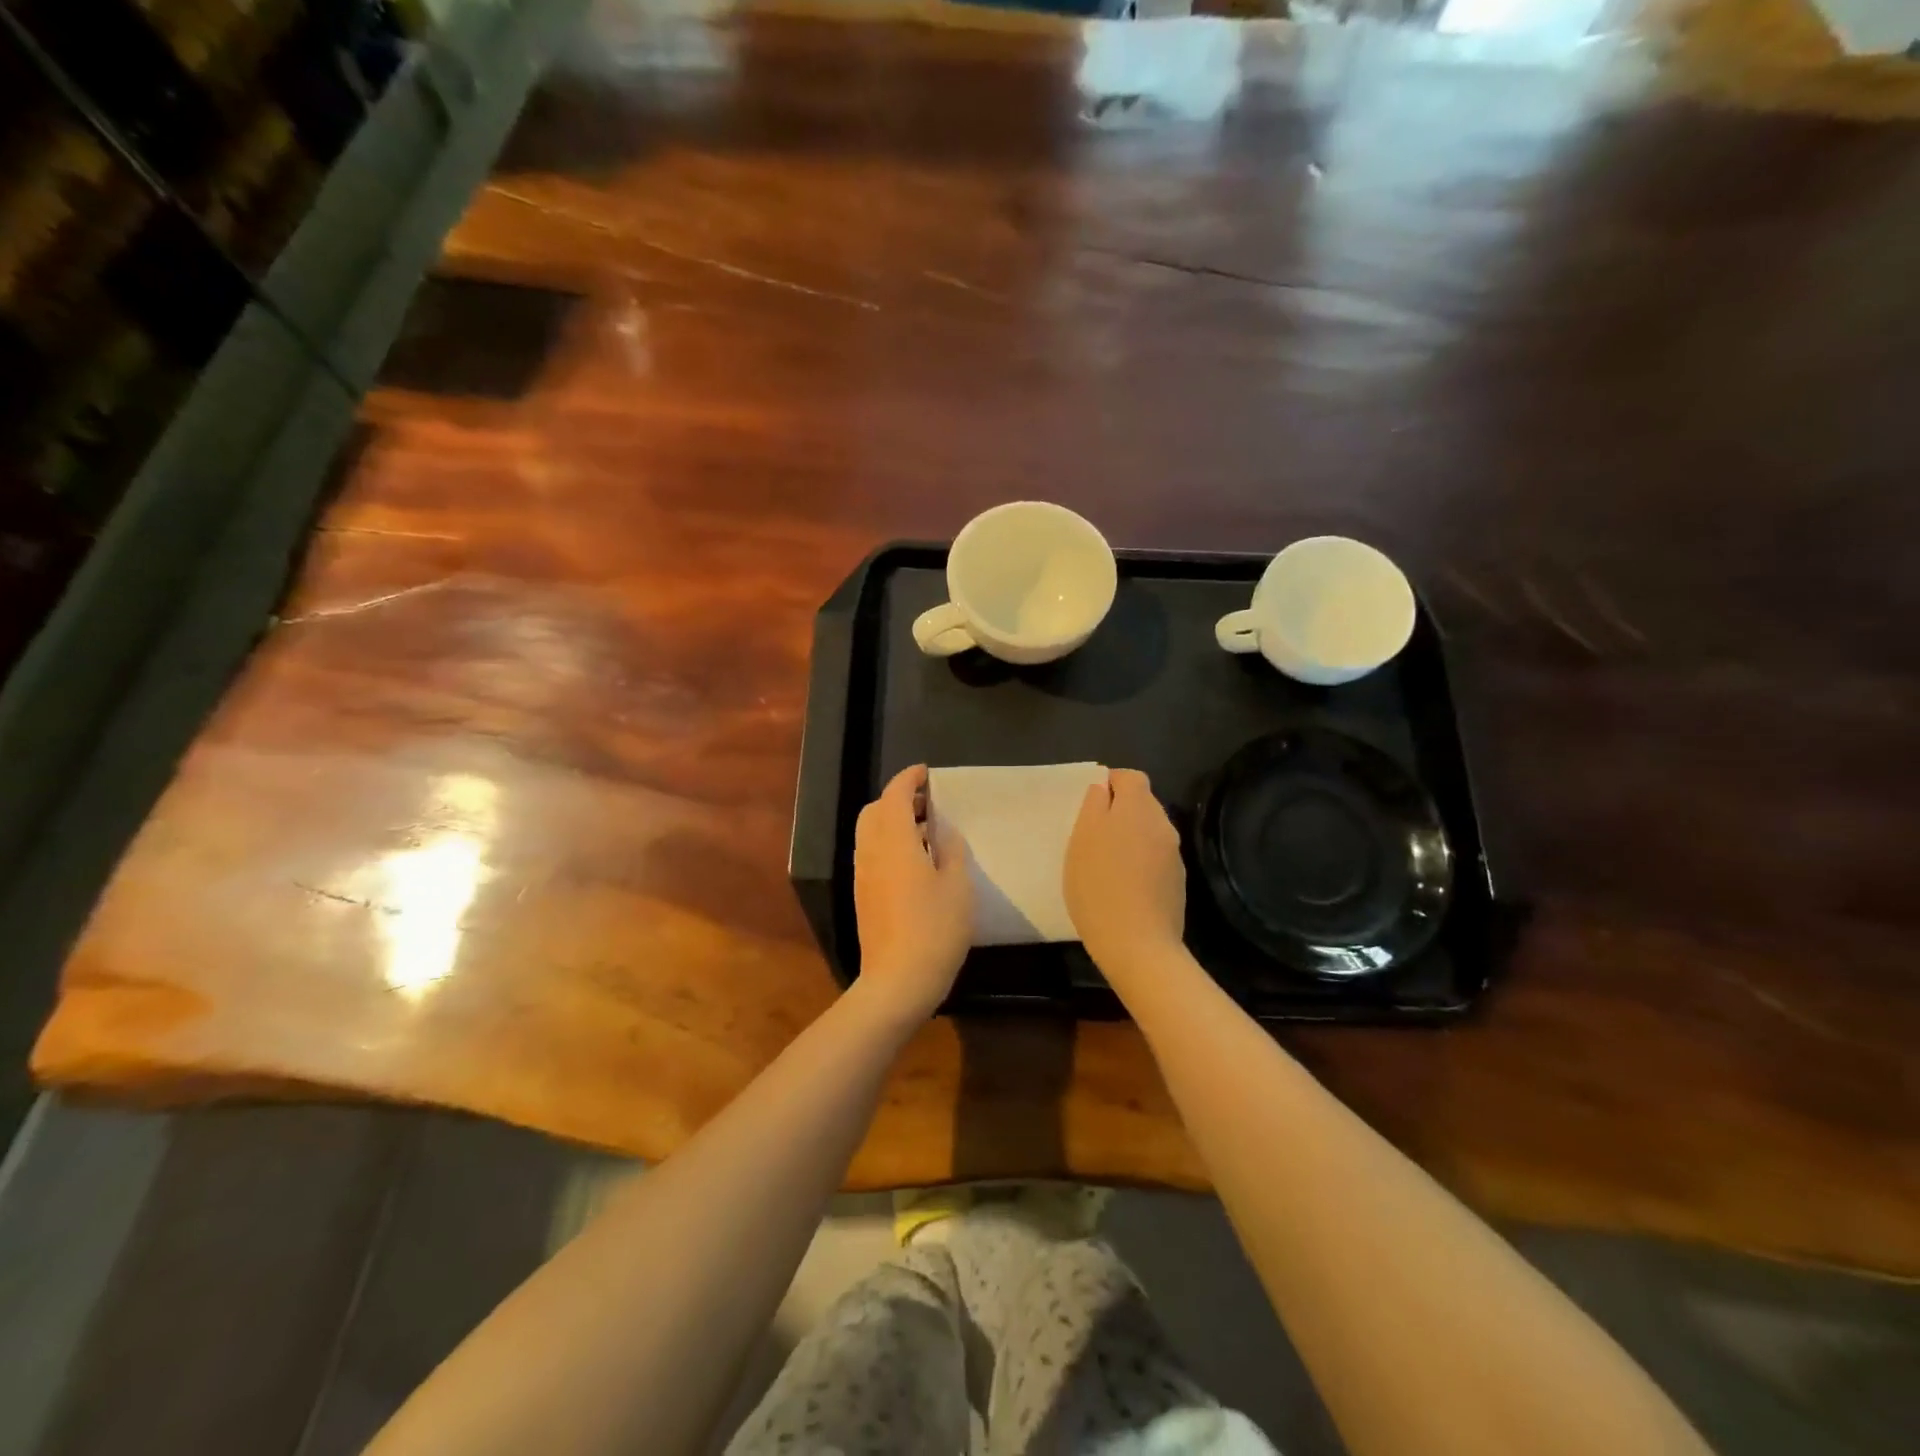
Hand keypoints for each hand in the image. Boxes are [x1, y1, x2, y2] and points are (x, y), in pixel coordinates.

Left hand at [853, 765, 972, 1020]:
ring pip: (870, 833)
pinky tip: (914, 861)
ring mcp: (863, 875)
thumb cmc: (935, 928)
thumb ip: (951, 850)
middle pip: (874, 810)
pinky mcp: (863, 896)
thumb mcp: (958, 885)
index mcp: (895, 841)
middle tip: (927, 803)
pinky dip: (888, 843)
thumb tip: (943, 831)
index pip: (895, 795)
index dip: (909, 778)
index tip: (926, 773)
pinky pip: (871, 854)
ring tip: (925, 831)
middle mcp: (871, 851)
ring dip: (892, 821)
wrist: (897, 981)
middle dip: (896, 798)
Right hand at [1064, 768, 1185, 978]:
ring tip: (1106, 860)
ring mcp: (1174, 854)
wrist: (1137, 943)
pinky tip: (1123, 884)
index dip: (1111, 782)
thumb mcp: (1082, 839)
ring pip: (1150, 831)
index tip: (1091, 801)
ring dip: (1131, 837)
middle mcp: (1163, 824)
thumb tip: (1103, 786)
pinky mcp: (1177, 881)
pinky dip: (1141, 861)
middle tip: (1093, 833)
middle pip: (1143, 803)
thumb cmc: (1098, 886)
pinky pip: (1156, 858)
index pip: (1131, 777)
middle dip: (1120, 810)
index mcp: (1138, 808)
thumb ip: (1094, 805)